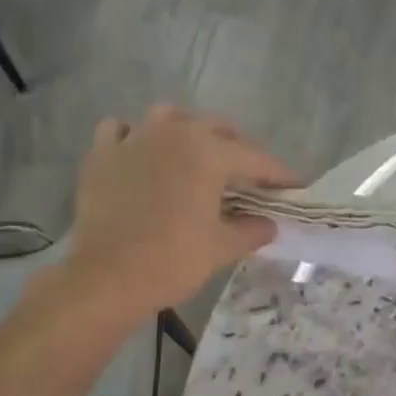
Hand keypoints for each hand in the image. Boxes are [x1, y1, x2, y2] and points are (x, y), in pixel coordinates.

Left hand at [68, 105, 297, 311]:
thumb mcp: (222, 248)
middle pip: (215, 128)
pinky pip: (121, 131)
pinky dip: (135, 138)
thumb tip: (269, 225)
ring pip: (168, 118)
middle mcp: (173, 133)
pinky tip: (141, 156)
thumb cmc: (173, 261)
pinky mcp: (102, 155)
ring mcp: (133, 139)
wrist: (108, 278)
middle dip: (237, 148)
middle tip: (248, 176)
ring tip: (194, 155)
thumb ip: (251, 230)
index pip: (255, 158)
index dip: (279, 174)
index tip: (294, 187)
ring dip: (188, 131)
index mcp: (208, 153)